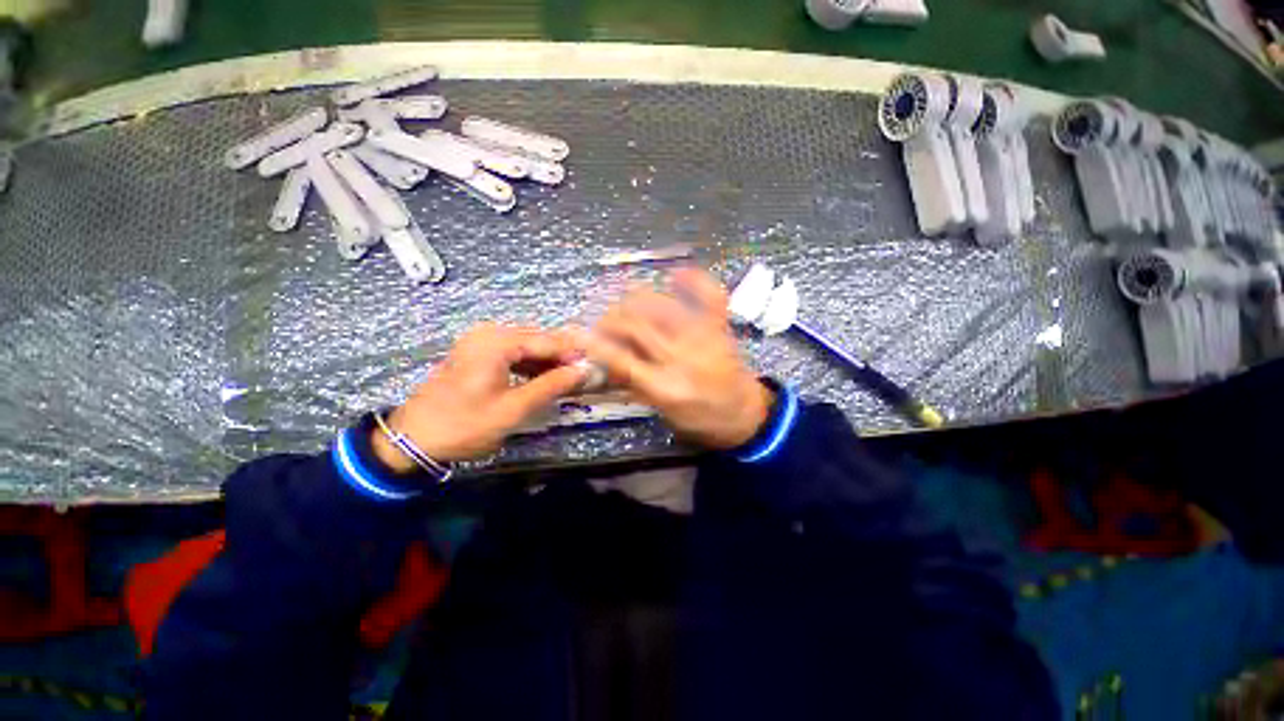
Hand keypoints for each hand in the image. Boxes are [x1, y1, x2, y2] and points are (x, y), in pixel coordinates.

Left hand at [372, 323, 586, 469]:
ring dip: (548, 360)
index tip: (596, 366)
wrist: (413, 440)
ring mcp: (480, 341)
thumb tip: (585, 371)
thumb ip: (552, 385)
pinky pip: (513, 351)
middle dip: (563, 356)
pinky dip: (531, 363)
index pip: (548, 341)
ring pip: (527, 344)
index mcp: (497, 341)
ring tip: (569, 377)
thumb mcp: (514, 408)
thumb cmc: (465, 425)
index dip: (574, 354)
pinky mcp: (476, 352)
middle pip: (538, 338)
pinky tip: (544, 376)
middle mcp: (489, 332)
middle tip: (584, 374)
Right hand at [565, 268, 773, 449]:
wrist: (745, 414)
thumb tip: (603, 360)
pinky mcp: (720, 326)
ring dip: (636, 297)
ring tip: (625, 301)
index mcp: (665, 387)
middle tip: (602, 320)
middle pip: (635, 325)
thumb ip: (633, 383)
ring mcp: (703, 337)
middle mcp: (681, 358)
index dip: (593, 343)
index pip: (620, 359)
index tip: (576, 332)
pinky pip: (710, 293)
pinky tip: (675, 274)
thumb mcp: (661, 410)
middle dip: (610, 318)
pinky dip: (693, 279)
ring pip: (661, 304)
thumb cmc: (700, 419)